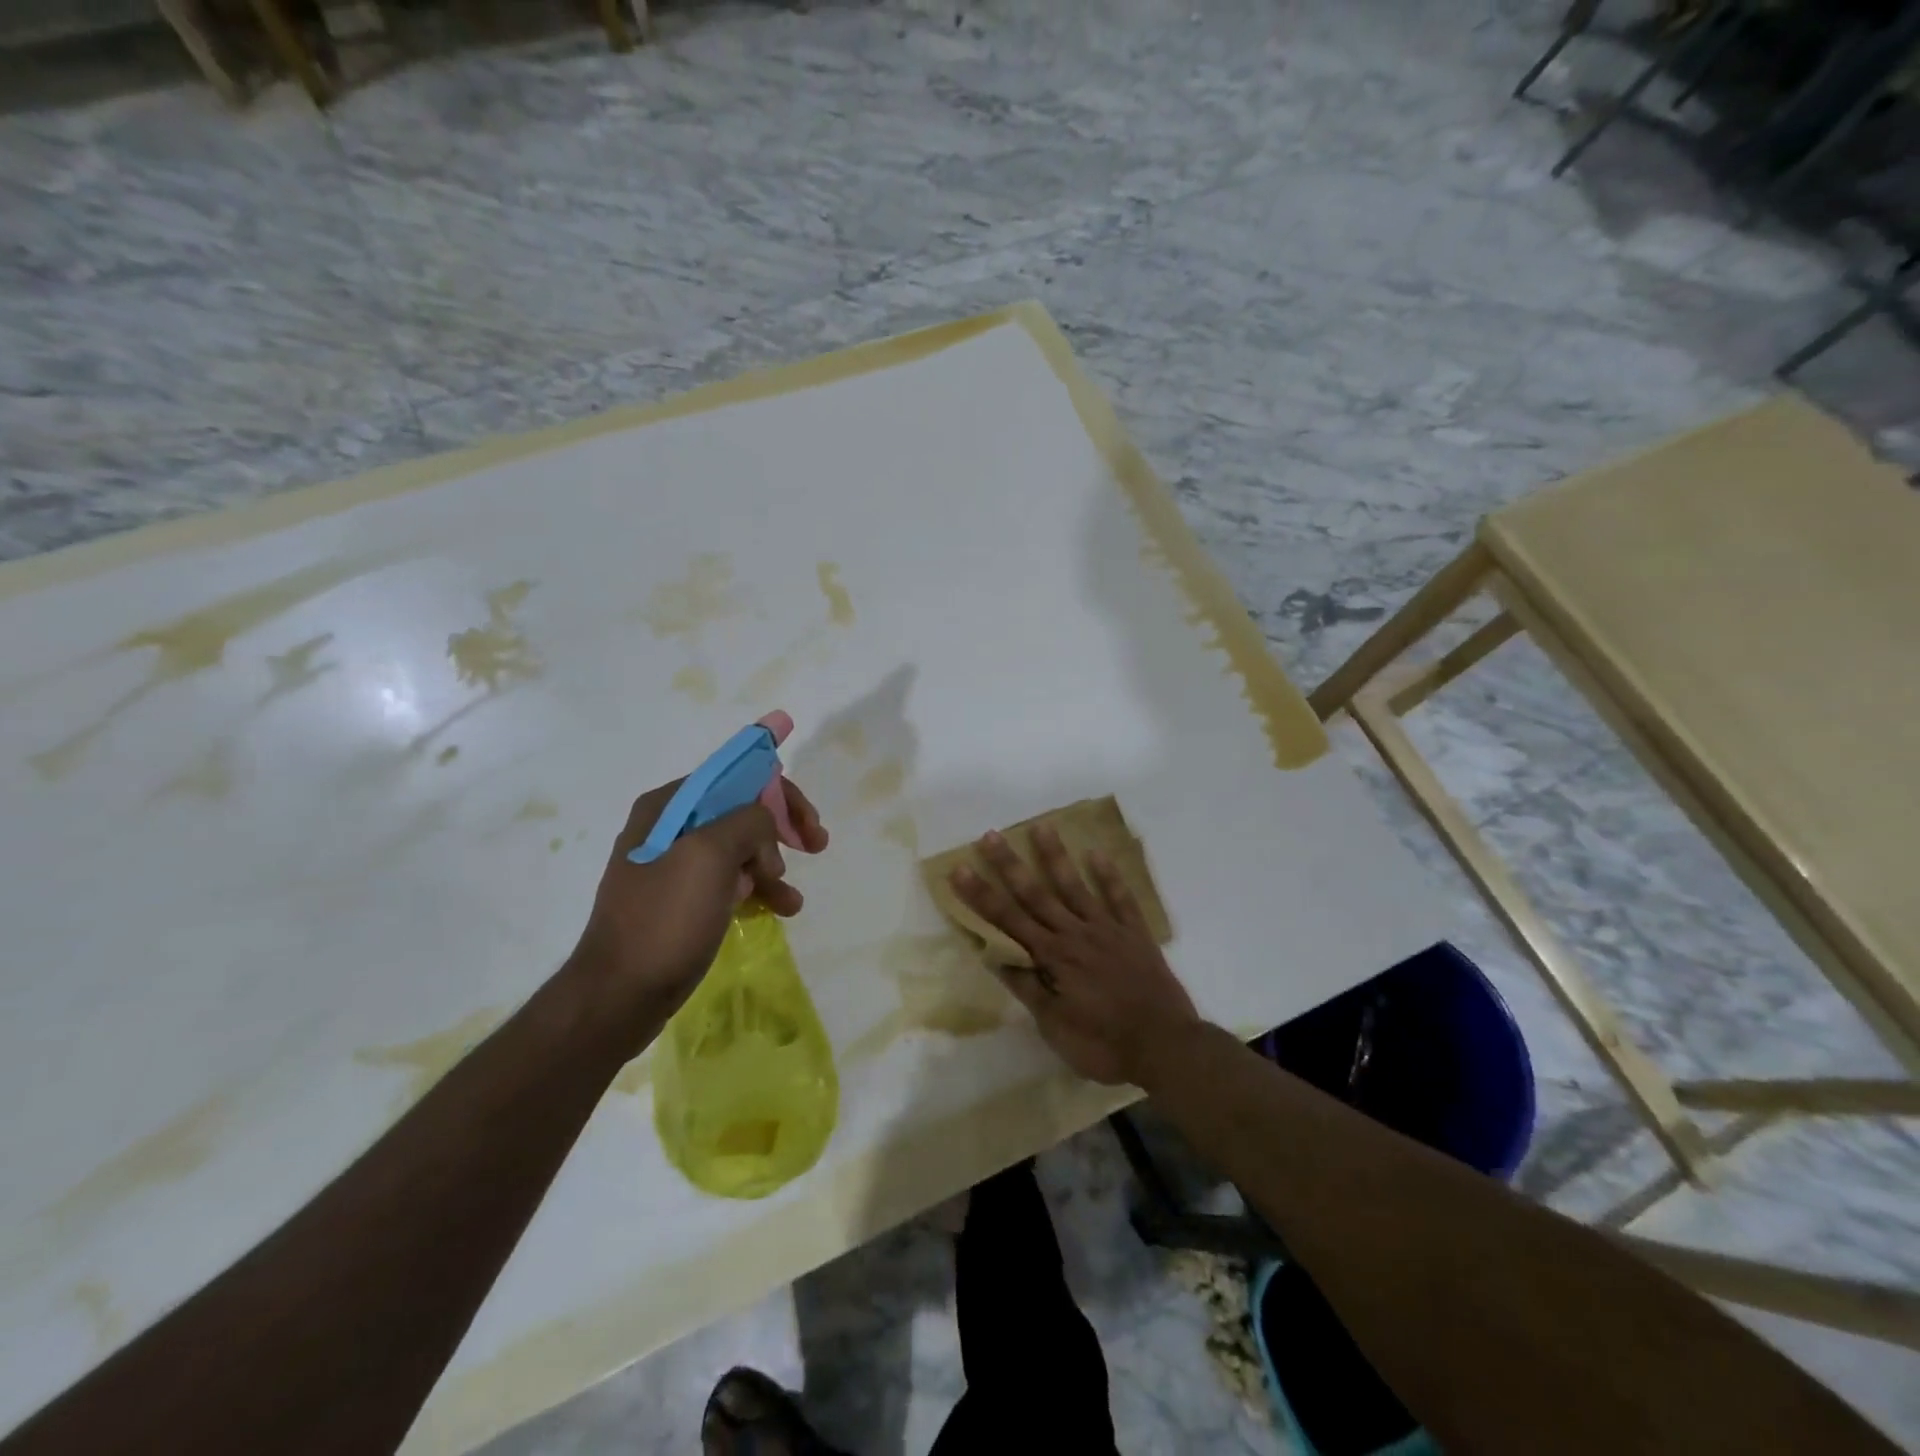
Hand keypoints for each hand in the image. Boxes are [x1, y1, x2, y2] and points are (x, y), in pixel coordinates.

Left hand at [567, 776, 828, 1028]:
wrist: (618, 997)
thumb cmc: (665, 920)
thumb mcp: (710, 856)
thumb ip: (748, 822)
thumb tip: (764, 828)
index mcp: (669, 806)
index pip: (736, 777)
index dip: (779, 794)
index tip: (808, 825)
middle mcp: (669, 827)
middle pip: (741, 811)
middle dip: (780, 829)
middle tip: (815, 846)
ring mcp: (674, 866)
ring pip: (740, 849)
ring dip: (773, 867)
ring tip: (791, 900)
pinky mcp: (681, 900)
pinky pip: (729, 881)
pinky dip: (757, 890)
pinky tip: (779, 910)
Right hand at [949, 825, 1198, 1085]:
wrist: (1165, 1046)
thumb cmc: (1103, 1044)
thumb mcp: (1055, 1026)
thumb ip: (1028, 987)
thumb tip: (996, 956)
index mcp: (1052, 957)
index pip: (1007, 920)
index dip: (981, 895)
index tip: (959, 869)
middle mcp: (1075, 934)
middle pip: (1036, 894)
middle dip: (1009, 865)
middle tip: (990, 836)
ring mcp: (1107, 930)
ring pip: (1075, 887)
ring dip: (1056, 857)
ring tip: (1041, 826)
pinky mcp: (1135, 934)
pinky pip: (1121, 899)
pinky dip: (1109, 876)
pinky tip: (1097, 853)